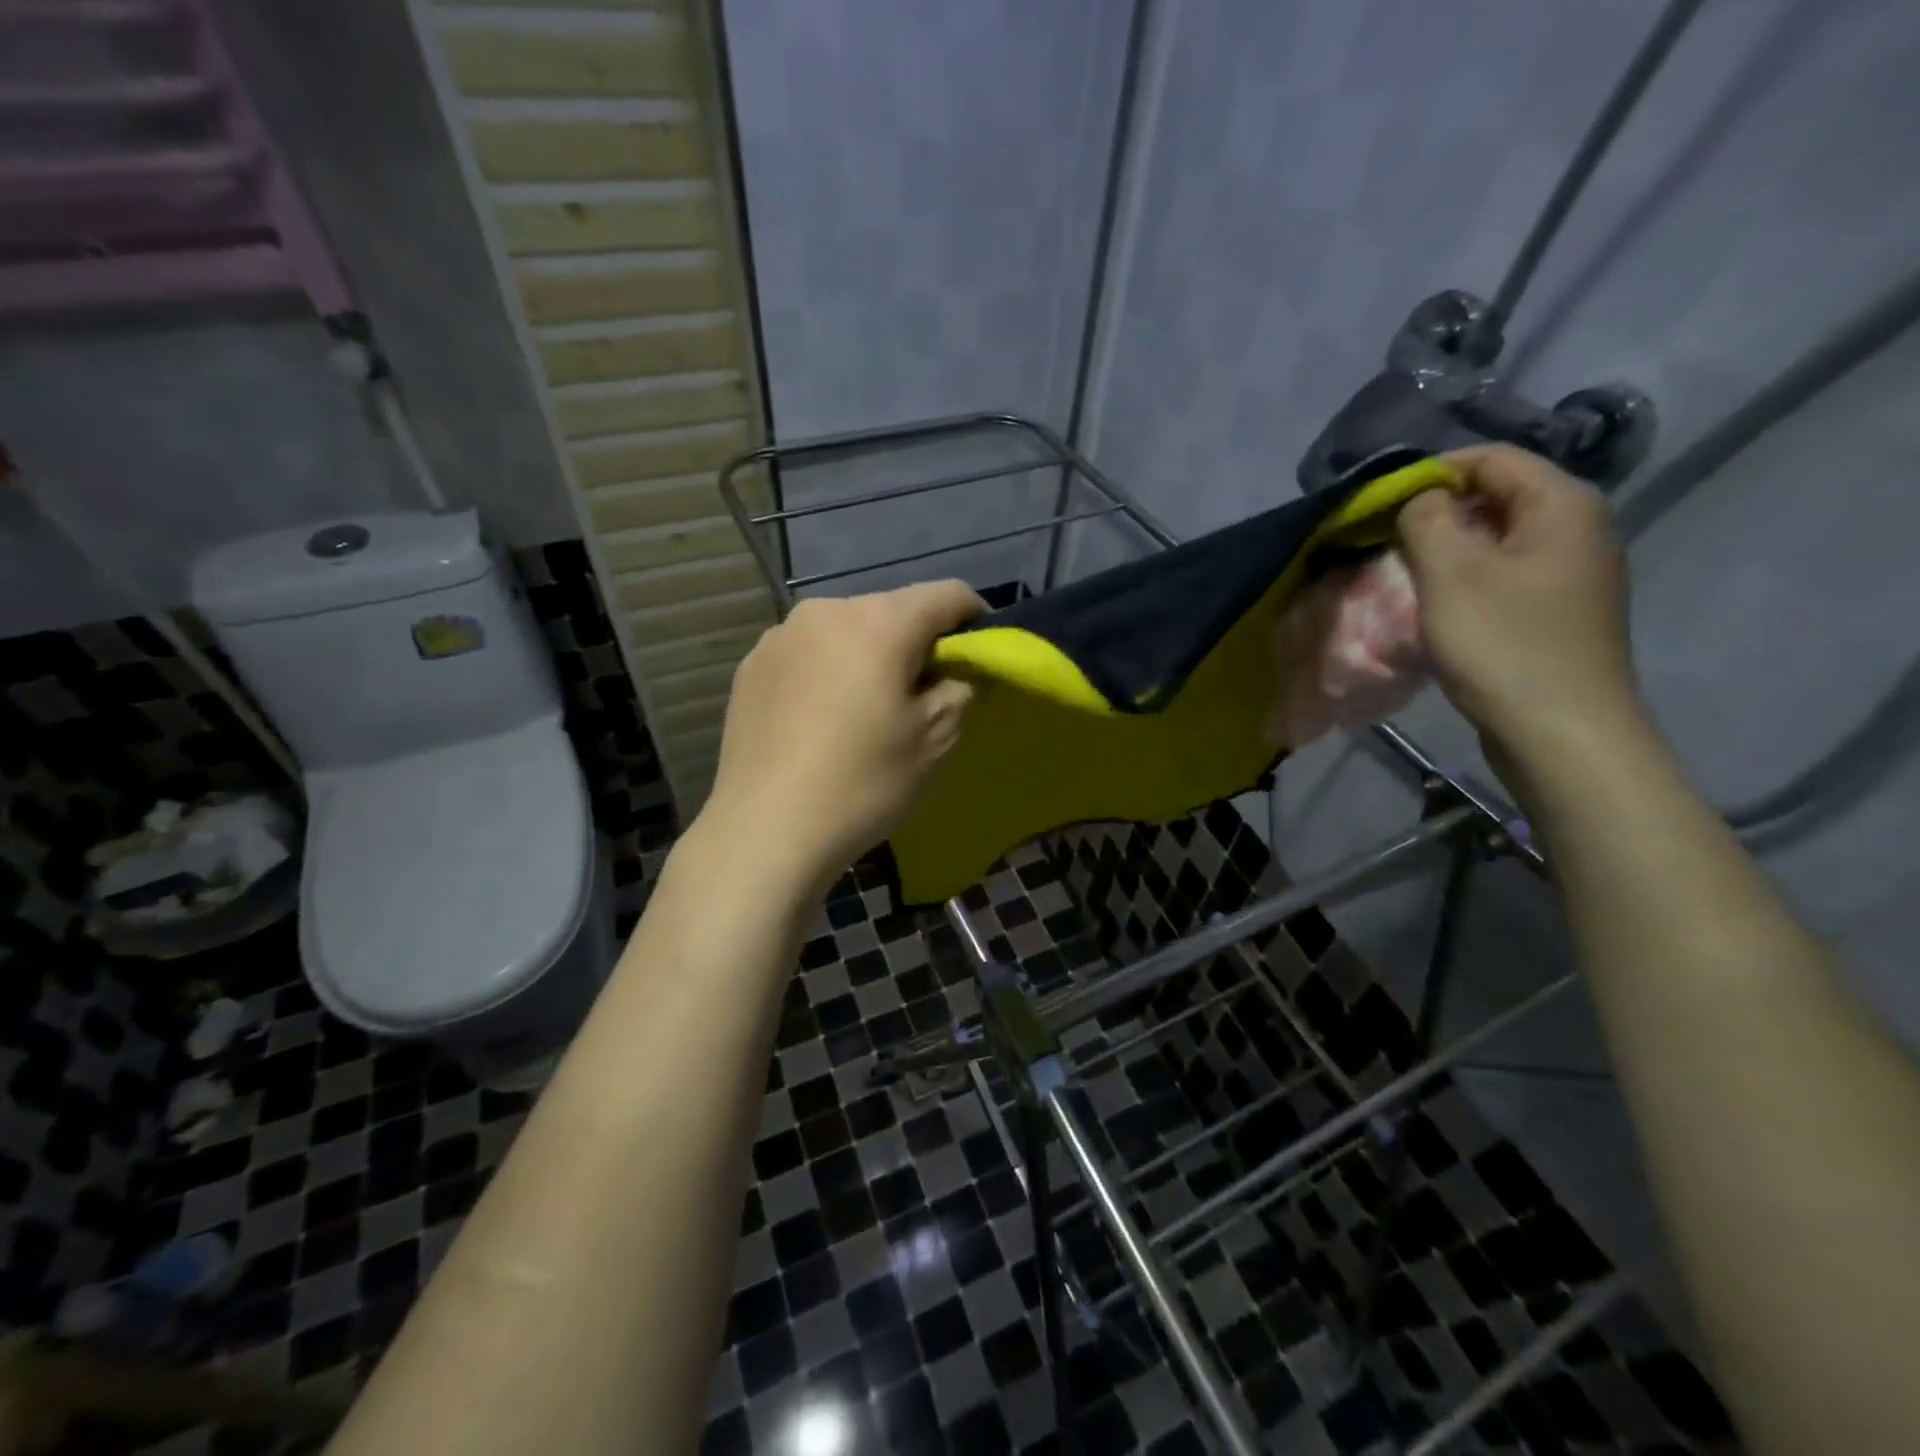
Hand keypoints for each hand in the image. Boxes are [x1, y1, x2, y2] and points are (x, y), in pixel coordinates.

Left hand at [698, 581, 985, 895]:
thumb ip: (963, 688)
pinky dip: (828, 672)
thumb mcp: (936, 740)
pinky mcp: (750, 666)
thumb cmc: (863, 783)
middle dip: (917, 642)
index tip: (979, 657)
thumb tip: (963, 670)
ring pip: (847, 631)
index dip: (975, 619)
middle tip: (923, 693)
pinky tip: (822, 720)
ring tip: (866, 709)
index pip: (947, 594)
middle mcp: (826, 611)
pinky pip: (808, 654)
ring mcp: (780, 636)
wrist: (765, 830)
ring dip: (869, 655)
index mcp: (879, 621)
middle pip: (892, 610)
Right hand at [1396, 445, 1644, 768]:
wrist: (1561, 732)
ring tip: (1403, 571)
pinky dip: (1466, 577)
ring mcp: (1572, 573)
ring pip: (1498, 538)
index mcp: (1562, 505)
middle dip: (1436, 511)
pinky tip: (1437, 605)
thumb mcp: (1450, 573)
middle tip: (1385, 539)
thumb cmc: (1503, 644)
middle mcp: (1578, 528)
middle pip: (1497, 495)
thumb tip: (1418, 498)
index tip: (1380, 503)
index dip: (1432, 472)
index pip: (1492, 459)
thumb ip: (1426, 519)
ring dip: (1447, 547)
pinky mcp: (1557, 611)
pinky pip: (1505, 573)